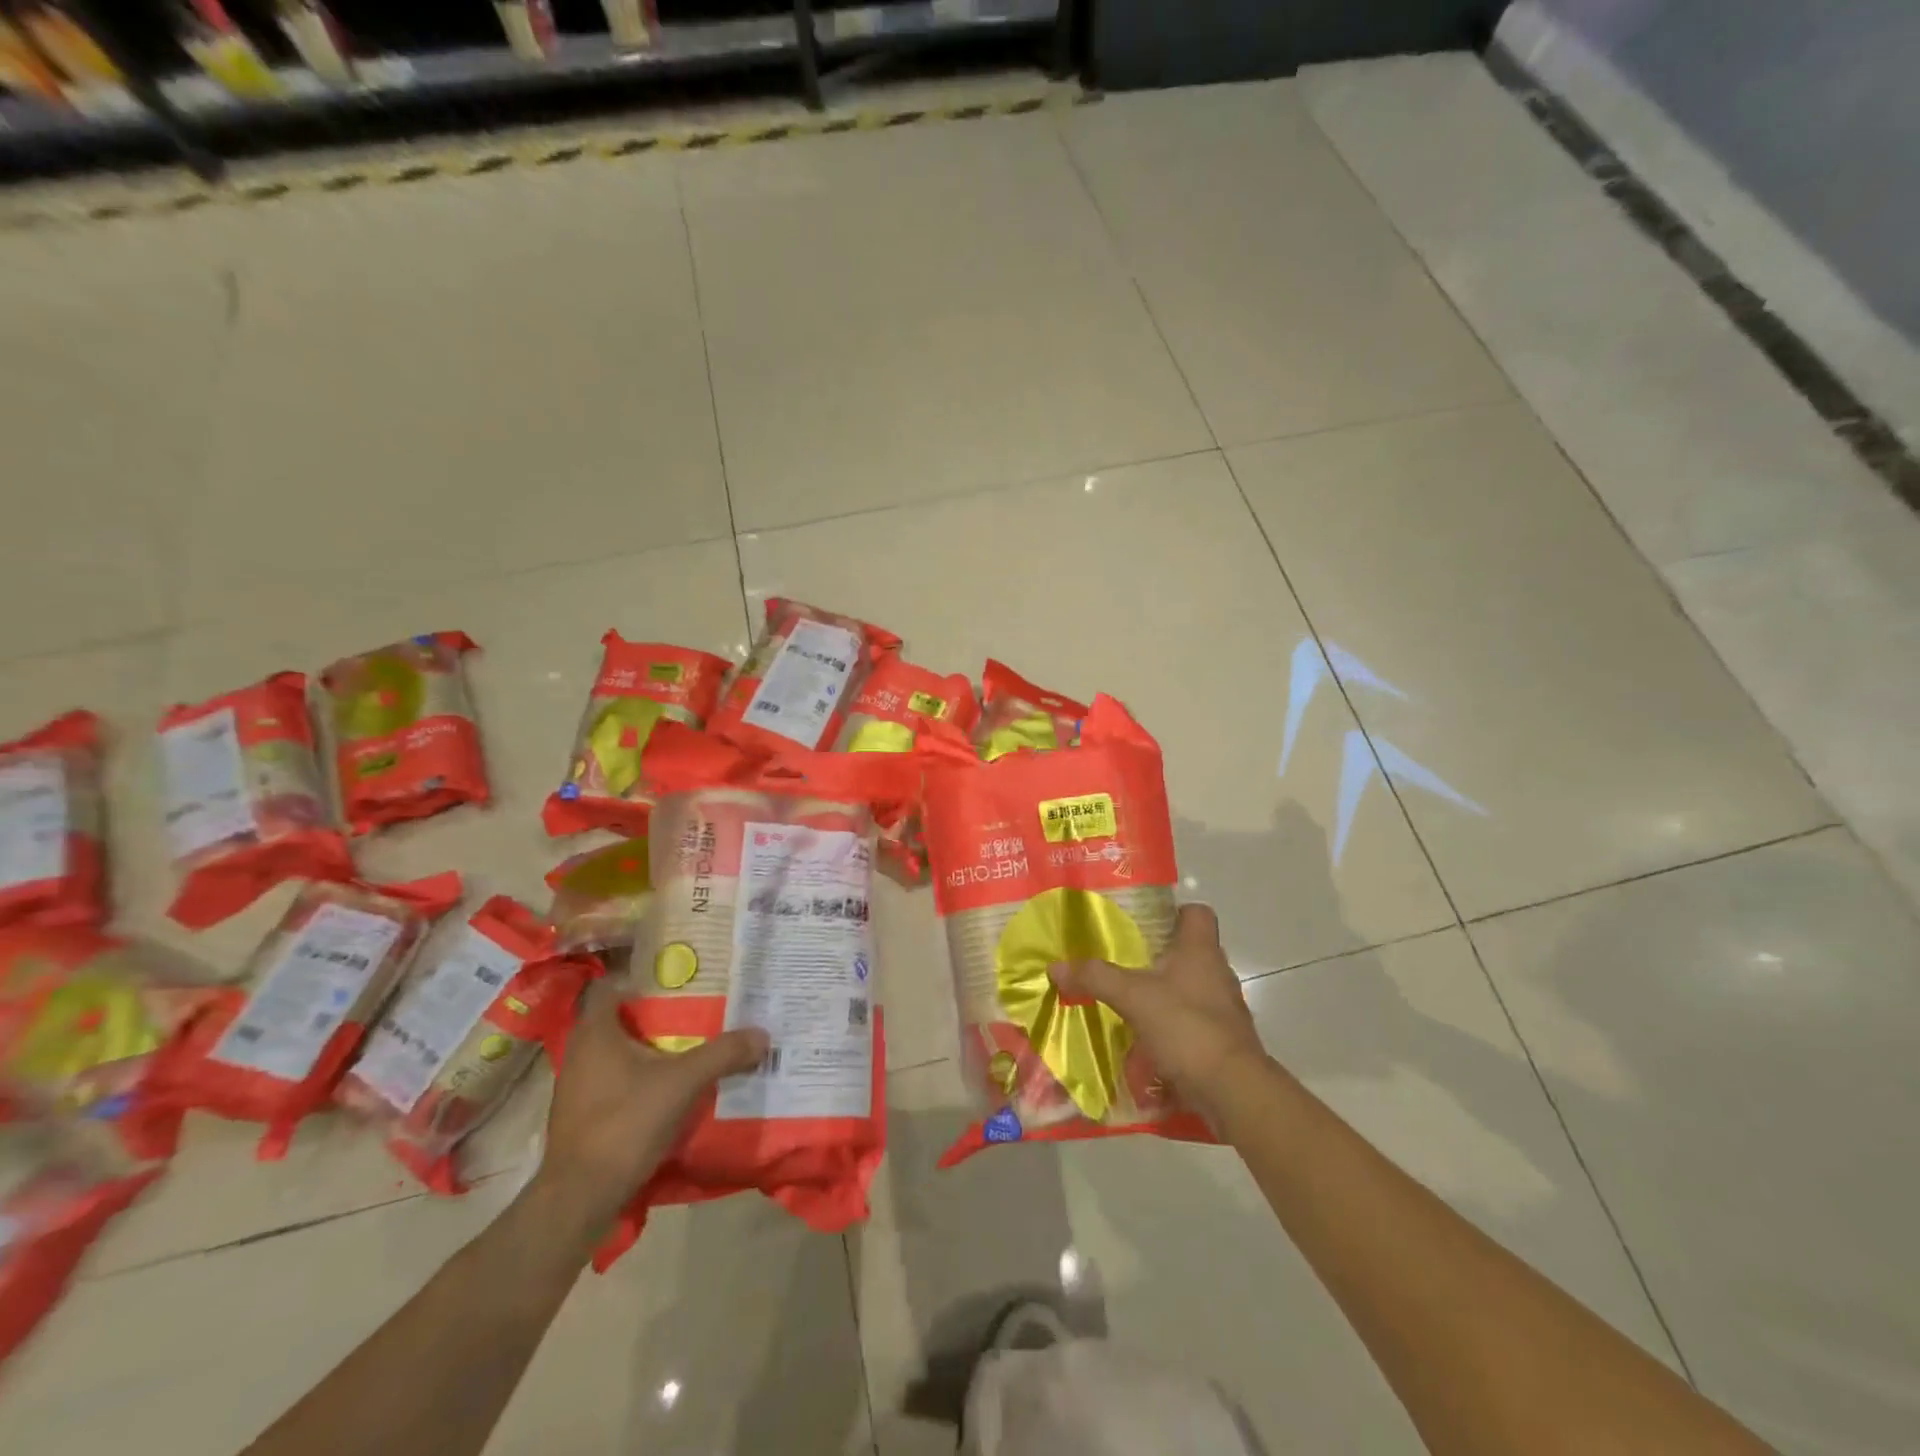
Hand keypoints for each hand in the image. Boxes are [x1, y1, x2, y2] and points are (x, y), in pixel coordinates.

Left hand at [531, 979, 767, 1237]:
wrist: (579, 1199)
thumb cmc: (624, 1123)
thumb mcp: (683, 1083)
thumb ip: (722, 1054)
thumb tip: (762, 1034)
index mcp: (595, 1032)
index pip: (612, 986)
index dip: (643, 979)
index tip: (678, 980)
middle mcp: (580, 1052)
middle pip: (620, 1019)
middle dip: (657, 1014)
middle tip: (697, 1009)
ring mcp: (577, 1086)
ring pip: (618, 1052)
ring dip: (650, 1049)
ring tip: (691, 1046)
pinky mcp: (582, 1115)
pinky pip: (615, 1081)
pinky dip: (640, 1078)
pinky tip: (670, 1088)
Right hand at [1049, 903, 1263, 1123]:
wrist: (1232, 1089)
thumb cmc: (1186, 1026)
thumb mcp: (1132, 996)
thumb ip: (1095, 978)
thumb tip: (1055, 966)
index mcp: (1200, 950)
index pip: (1198, 913)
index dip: (1175, 912)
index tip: (1146, 922)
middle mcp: (1217, 973)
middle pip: (1192, 951)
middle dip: (1161, 955)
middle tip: (1125, 961)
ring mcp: (1225, 1009)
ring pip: (1192, 988)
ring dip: (1167, 993)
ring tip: (1132, 1001)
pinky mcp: (1224, 1040)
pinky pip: (1195, 1022)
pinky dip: (1174, 1026)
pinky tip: (1148, 1038)